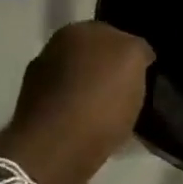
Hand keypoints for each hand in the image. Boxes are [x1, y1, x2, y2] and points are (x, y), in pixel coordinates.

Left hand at [0, 21, 153, 183]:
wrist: (56, 152)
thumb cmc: (99, 100)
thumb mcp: (133, 60)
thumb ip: (137, 47)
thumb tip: (136, 53)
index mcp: (74, 31)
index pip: (112, 33)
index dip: (130, 53)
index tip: (144, 73)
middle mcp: (52, 52)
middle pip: (93, 59)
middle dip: (110, 74)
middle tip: (133, 95)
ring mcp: (40, 86)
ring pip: (81, 86)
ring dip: (96, 98)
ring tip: (118, 119)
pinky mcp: (37, 119)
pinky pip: (72, 112)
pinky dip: (85, 120)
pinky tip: (100, 134)